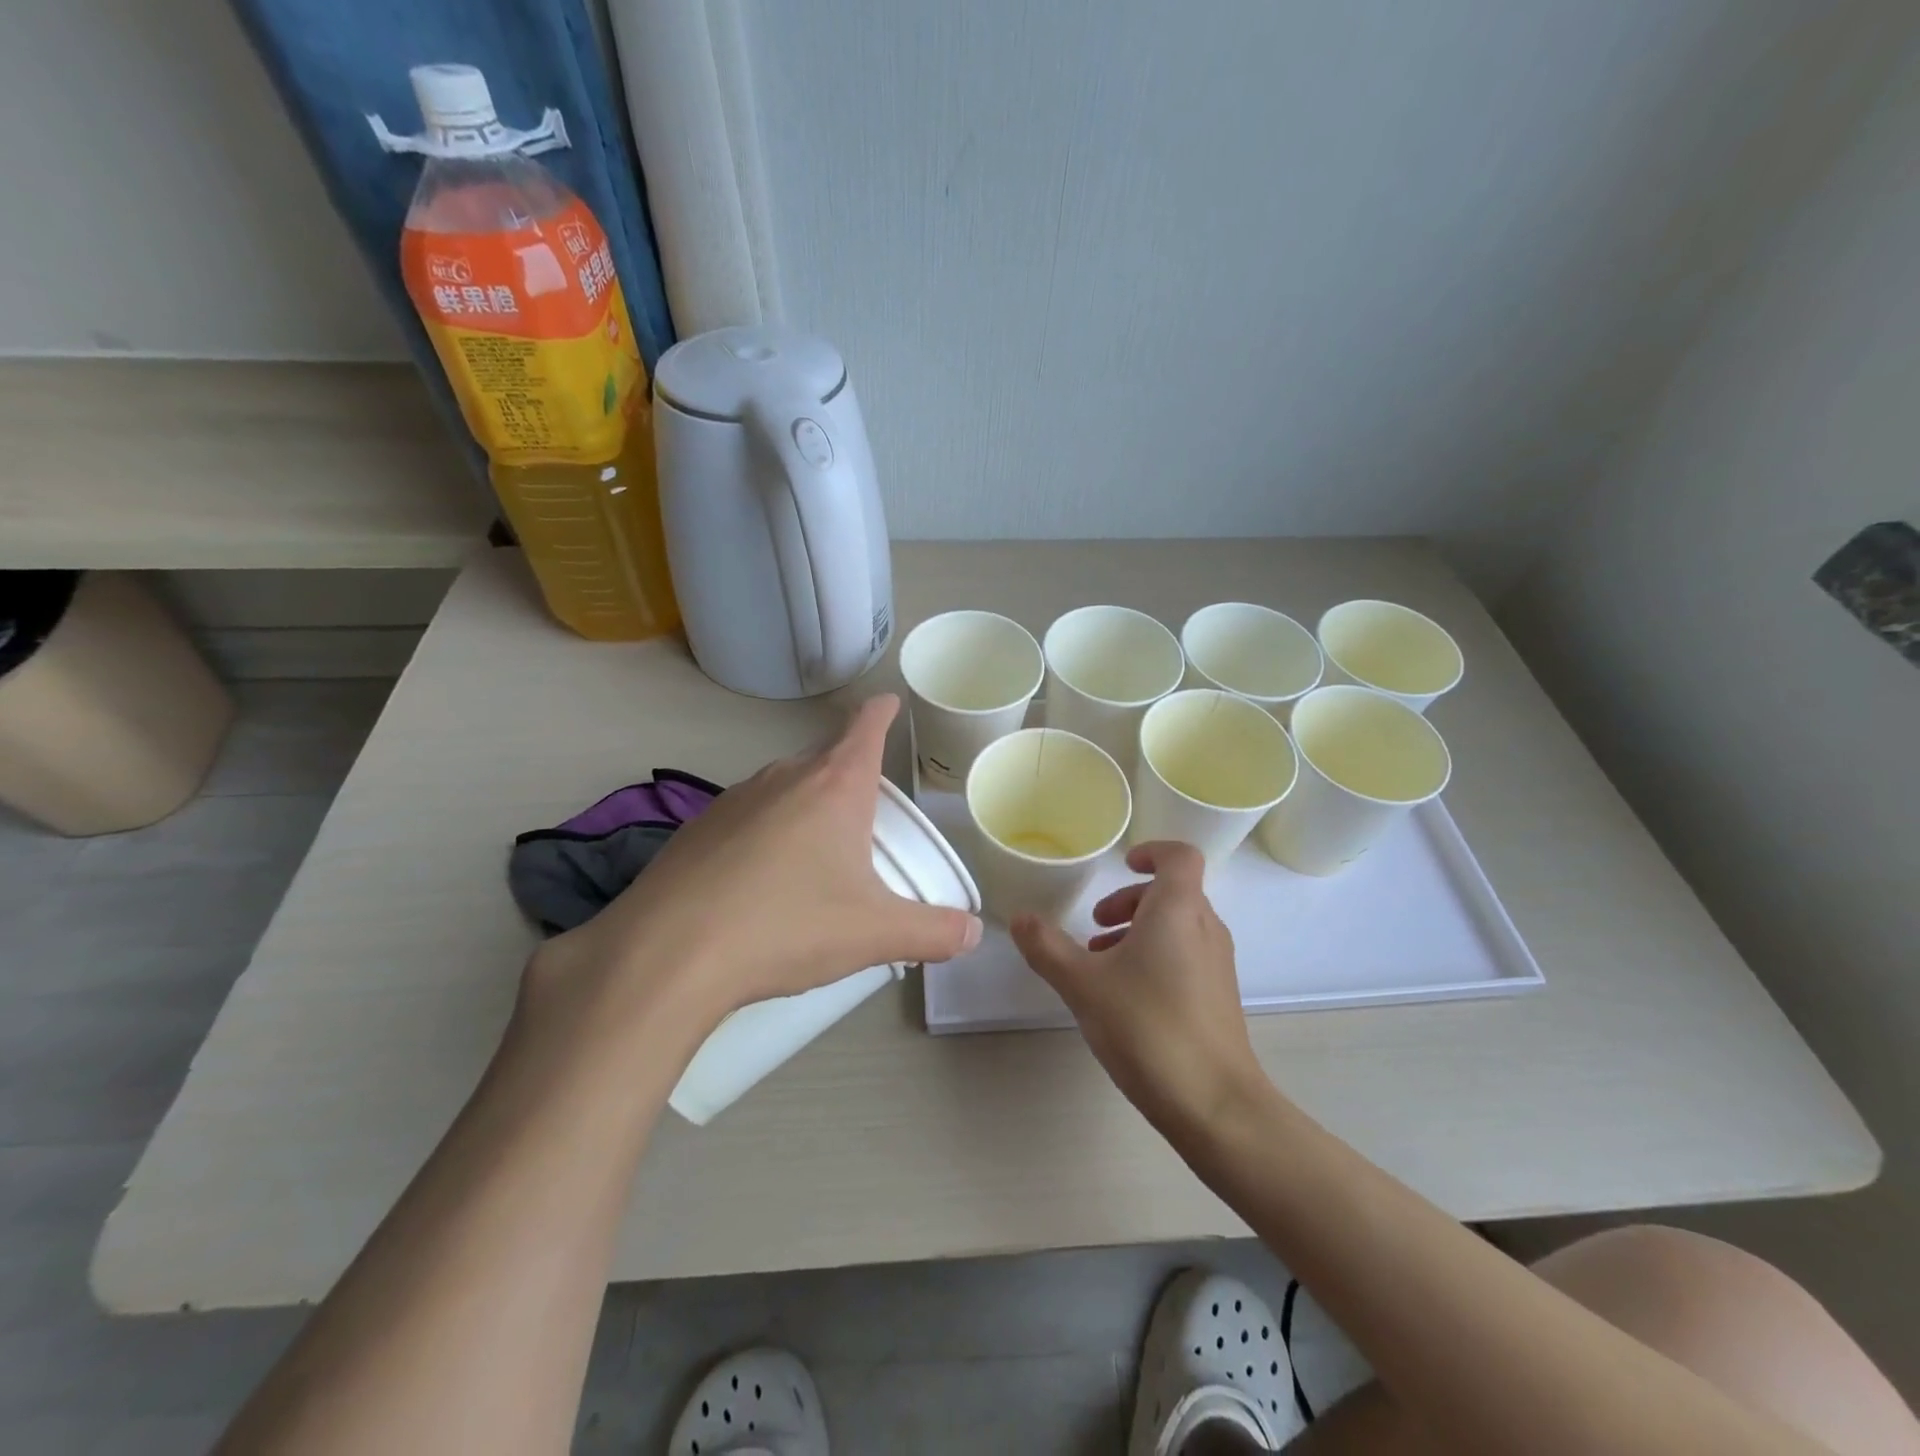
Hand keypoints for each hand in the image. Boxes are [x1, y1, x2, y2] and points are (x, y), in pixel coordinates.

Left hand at [524, 695, 981, 1042]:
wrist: (669, 954)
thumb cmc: (786, 927)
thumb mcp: (873, 934)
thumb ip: (933, 932)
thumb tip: (973, 933)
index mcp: (834, 786)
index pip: (865, 727)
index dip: (882, 712)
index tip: (889, 704)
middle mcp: (784, 777)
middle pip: (827, 759)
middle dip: (850, 778)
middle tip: (866, 820)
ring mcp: (734, 798)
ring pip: (785, 787)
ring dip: (806, 807)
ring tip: (814, 856)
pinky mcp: (697, 826)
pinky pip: (747, 815)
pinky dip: (765, 832)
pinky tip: (758, 880)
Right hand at [1011, 841, 1265, 1132]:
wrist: (1215, 1104)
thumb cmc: (1147, 1027)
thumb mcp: (1083, 984)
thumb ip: (1047, 947)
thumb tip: (1020, 918)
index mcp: (1178, 910)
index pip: (1180, 856)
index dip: (1152, 851)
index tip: (1121, 865)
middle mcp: (1205, 928)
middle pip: (1173, 892)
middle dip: (1130, 901)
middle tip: (1095, 926)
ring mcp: (1217, 964)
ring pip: (1178, 926)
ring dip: (1139, 931)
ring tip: (1101, 963)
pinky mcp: (1219, 997)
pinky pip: (1187, 955)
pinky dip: (1156, 957)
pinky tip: (1126, 997)